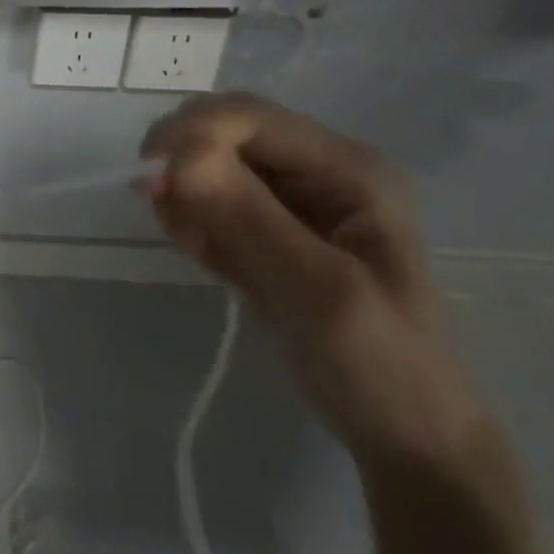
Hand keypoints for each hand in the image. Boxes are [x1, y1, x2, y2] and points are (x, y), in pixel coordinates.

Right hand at [141, 93, 489, 472]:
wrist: (403, 437)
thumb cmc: (381, 366)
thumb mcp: (319, 293)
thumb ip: (247, 219)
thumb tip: (170, 158)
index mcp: (350, 169)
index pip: (249, 116)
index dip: (193, 133)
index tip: (151, 179)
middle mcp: (319, 169)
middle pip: (222, 130)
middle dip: (181, 161)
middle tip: (160, 207)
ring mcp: (291, 197)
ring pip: (206, 162)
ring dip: (183, 195)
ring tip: (195, 249)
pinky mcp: (264, 224)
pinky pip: (205, 197)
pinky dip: (190, 219)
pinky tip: (205, 258)